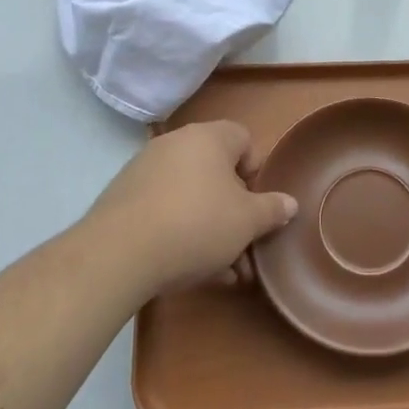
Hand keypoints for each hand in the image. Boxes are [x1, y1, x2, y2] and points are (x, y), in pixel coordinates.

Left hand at [84, 121, 297, 300]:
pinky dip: (179, 233)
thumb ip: (272, 210)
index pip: (243, 139)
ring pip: (190, 196)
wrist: (119, 254)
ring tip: (221, 271)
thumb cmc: (197, 225)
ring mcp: (145, 170)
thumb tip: (290, 203)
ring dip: (209, 229)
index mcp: (209, 138)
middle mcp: (176, 144)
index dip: (255, 172)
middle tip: (243, 247)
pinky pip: (163, 210)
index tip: (257, 207)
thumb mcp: (247, 222)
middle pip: (216, 172)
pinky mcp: (122, 198)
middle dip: (233, 211)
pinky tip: (189, 270)